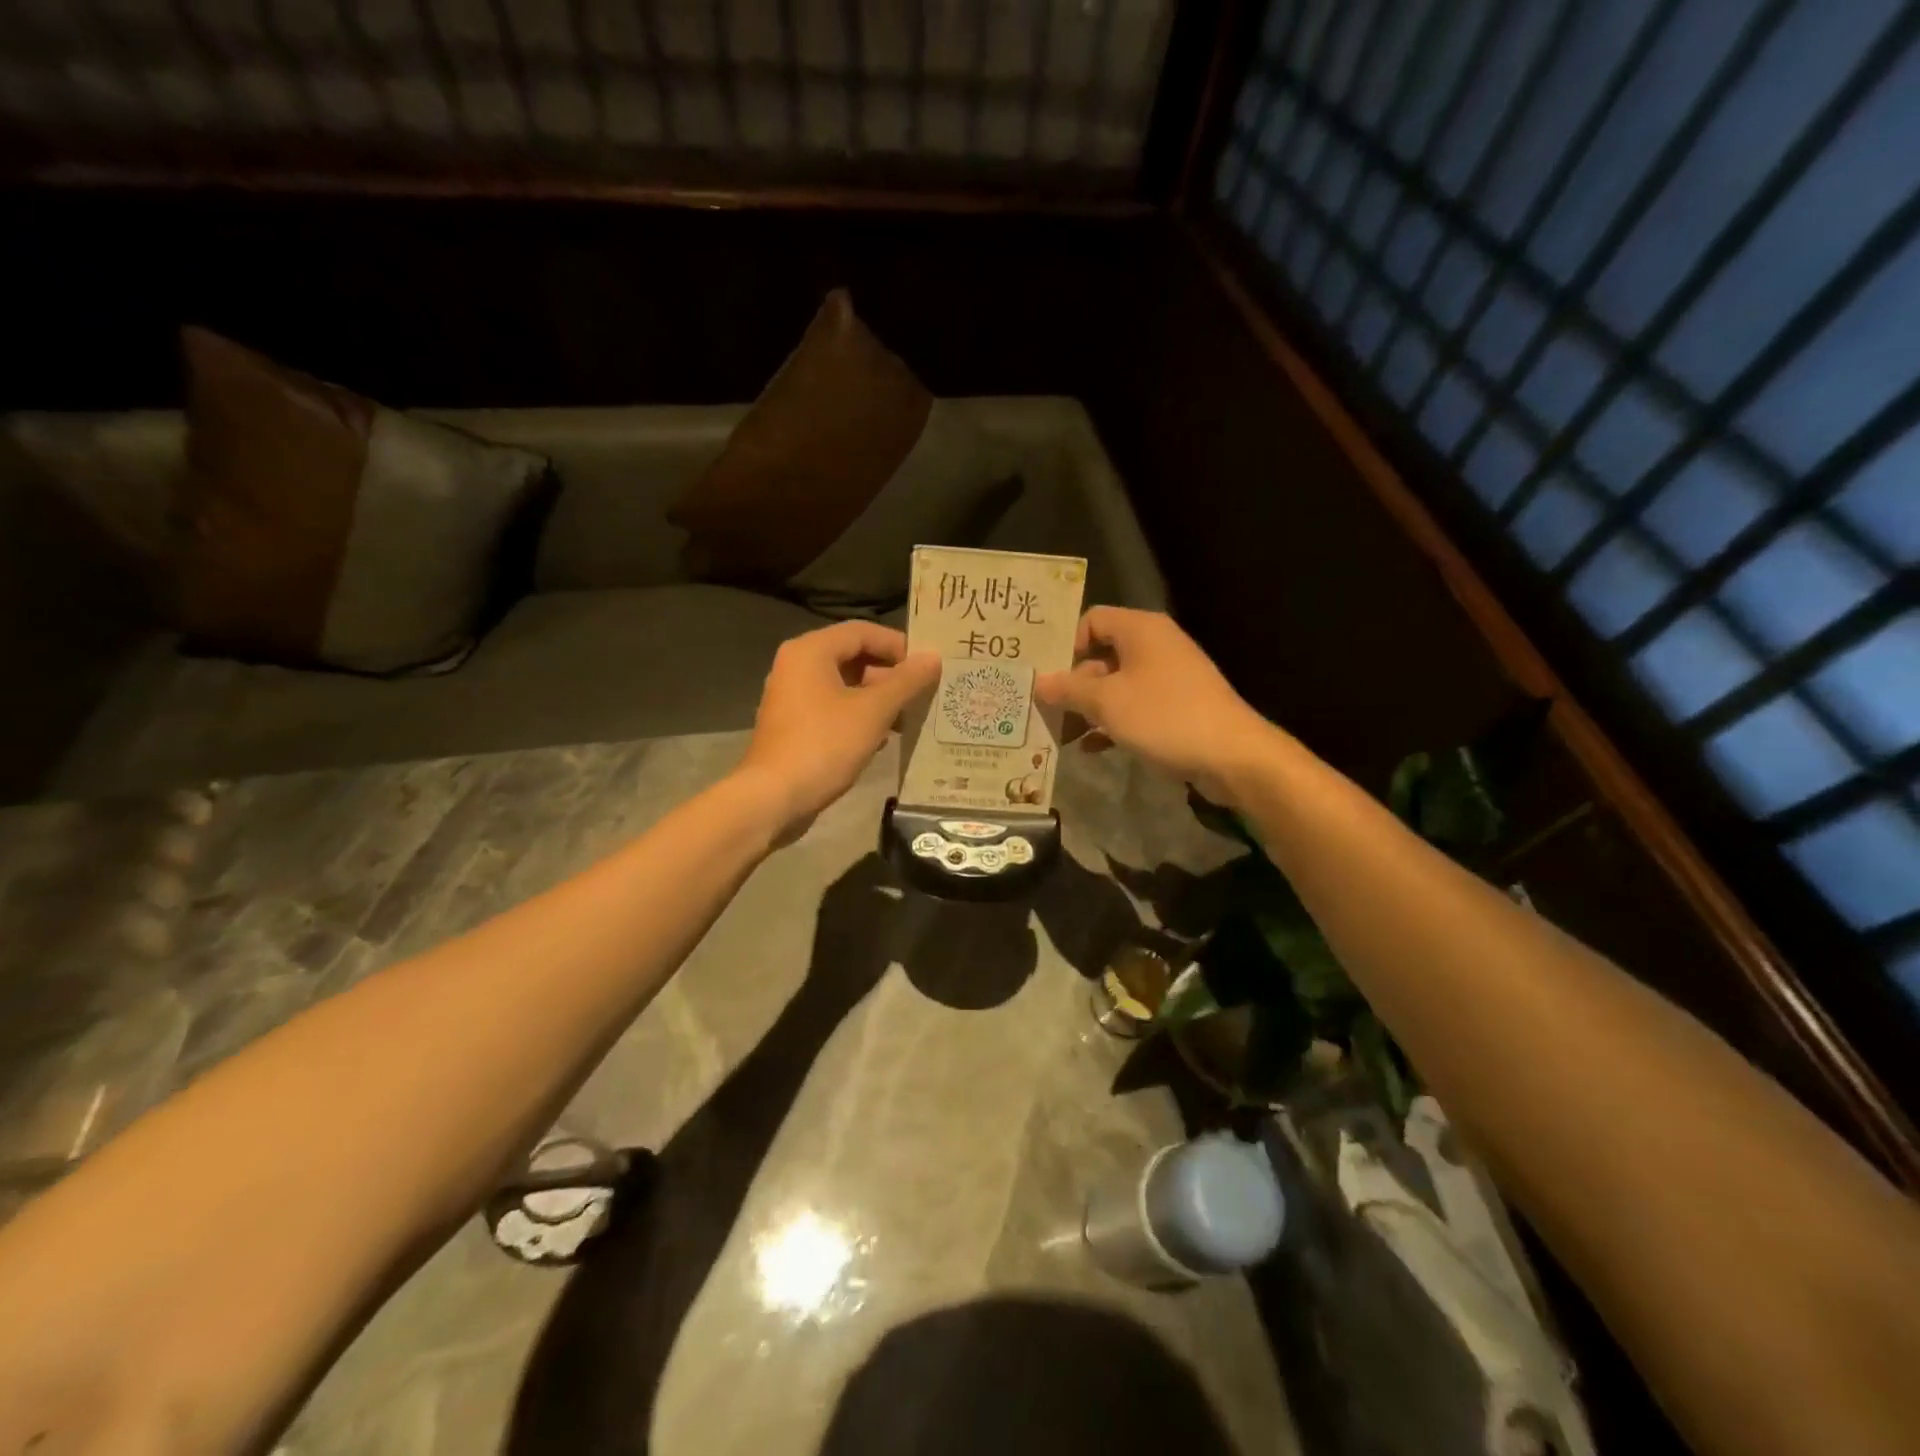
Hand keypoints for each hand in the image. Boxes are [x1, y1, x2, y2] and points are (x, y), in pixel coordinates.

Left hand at [737, 621, 938, 840]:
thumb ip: (906, 682)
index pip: (862, 631)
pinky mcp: (793, 725)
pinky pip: (832, 708)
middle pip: (853, 657)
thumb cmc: (825, 745)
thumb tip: (933, 658)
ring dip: (877, 698)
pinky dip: (858, 716)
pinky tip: (882, 738)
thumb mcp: (873, 711)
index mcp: (811, 651)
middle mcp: (796, 666)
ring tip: (908, 718)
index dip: (898, 645)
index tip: (926, 667)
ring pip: (844, 685)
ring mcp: (791, 697)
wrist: (773, 798)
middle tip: (921, 694)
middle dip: (890, 675)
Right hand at [1035, 608, 1276, 805]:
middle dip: (1072, 684)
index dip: (1067, 644)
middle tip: (1045, 709)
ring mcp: (1168, 677)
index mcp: (1141, 629)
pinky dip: (1112, 722)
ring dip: (1088, 708)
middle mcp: (1155, 645)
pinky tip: (1091, 748)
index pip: (1092, 620)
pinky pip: (1134, 707)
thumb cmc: (1164, 716)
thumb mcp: (1107, 702)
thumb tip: (1038, 681)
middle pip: (1102, 655)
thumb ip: (1069, 690)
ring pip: (1116, 685)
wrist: (1232, 755)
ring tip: (1061, 734)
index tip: (1049, 676)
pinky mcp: (1177, 706)